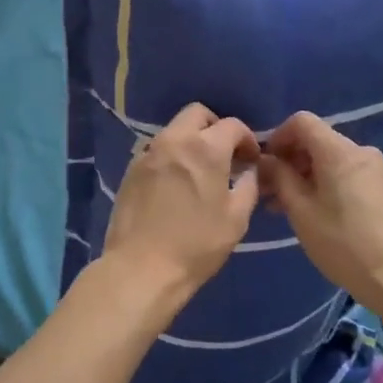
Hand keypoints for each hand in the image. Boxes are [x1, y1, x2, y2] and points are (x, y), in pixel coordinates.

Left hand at [100, 103, 260, 305]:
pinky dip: (172, 156)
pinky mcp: (131, 169)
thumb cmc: (196, 245)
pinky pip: (157, 150)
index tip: (251, 160)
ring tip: (200, 171)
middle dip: (215, 127)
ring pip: (174, 130)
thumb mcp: (236, 219)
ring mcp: (148, 152)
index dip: (247, 139)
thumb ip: (248, 186)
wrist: (141, 268)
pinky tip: (176, 184)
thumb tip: (249, 172)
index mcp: (205, 148)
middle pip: (197, 114)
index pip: (232, 125)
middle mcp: (174, 140)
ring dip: (191, 140)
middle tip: (225, 155)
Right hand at [259, 112, 382, 323]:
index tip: (264, 164)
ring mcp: (375, 170)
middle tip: (268, 190)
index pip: (302, 121)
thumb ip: (280, 178)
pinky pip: (345, 174)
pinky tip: (312, 212)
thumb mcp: (301, 212)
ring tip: (284, 206)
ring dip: (304, 175)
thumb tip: (266, 161)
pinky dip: (323, 184)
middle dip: (289, 160)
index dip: (278, 136)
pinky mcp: (381, 189)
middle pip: (316, 140)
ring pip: (330, 159)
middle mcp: (360, 152)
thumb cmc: (344, 244)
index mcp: (340, 151)